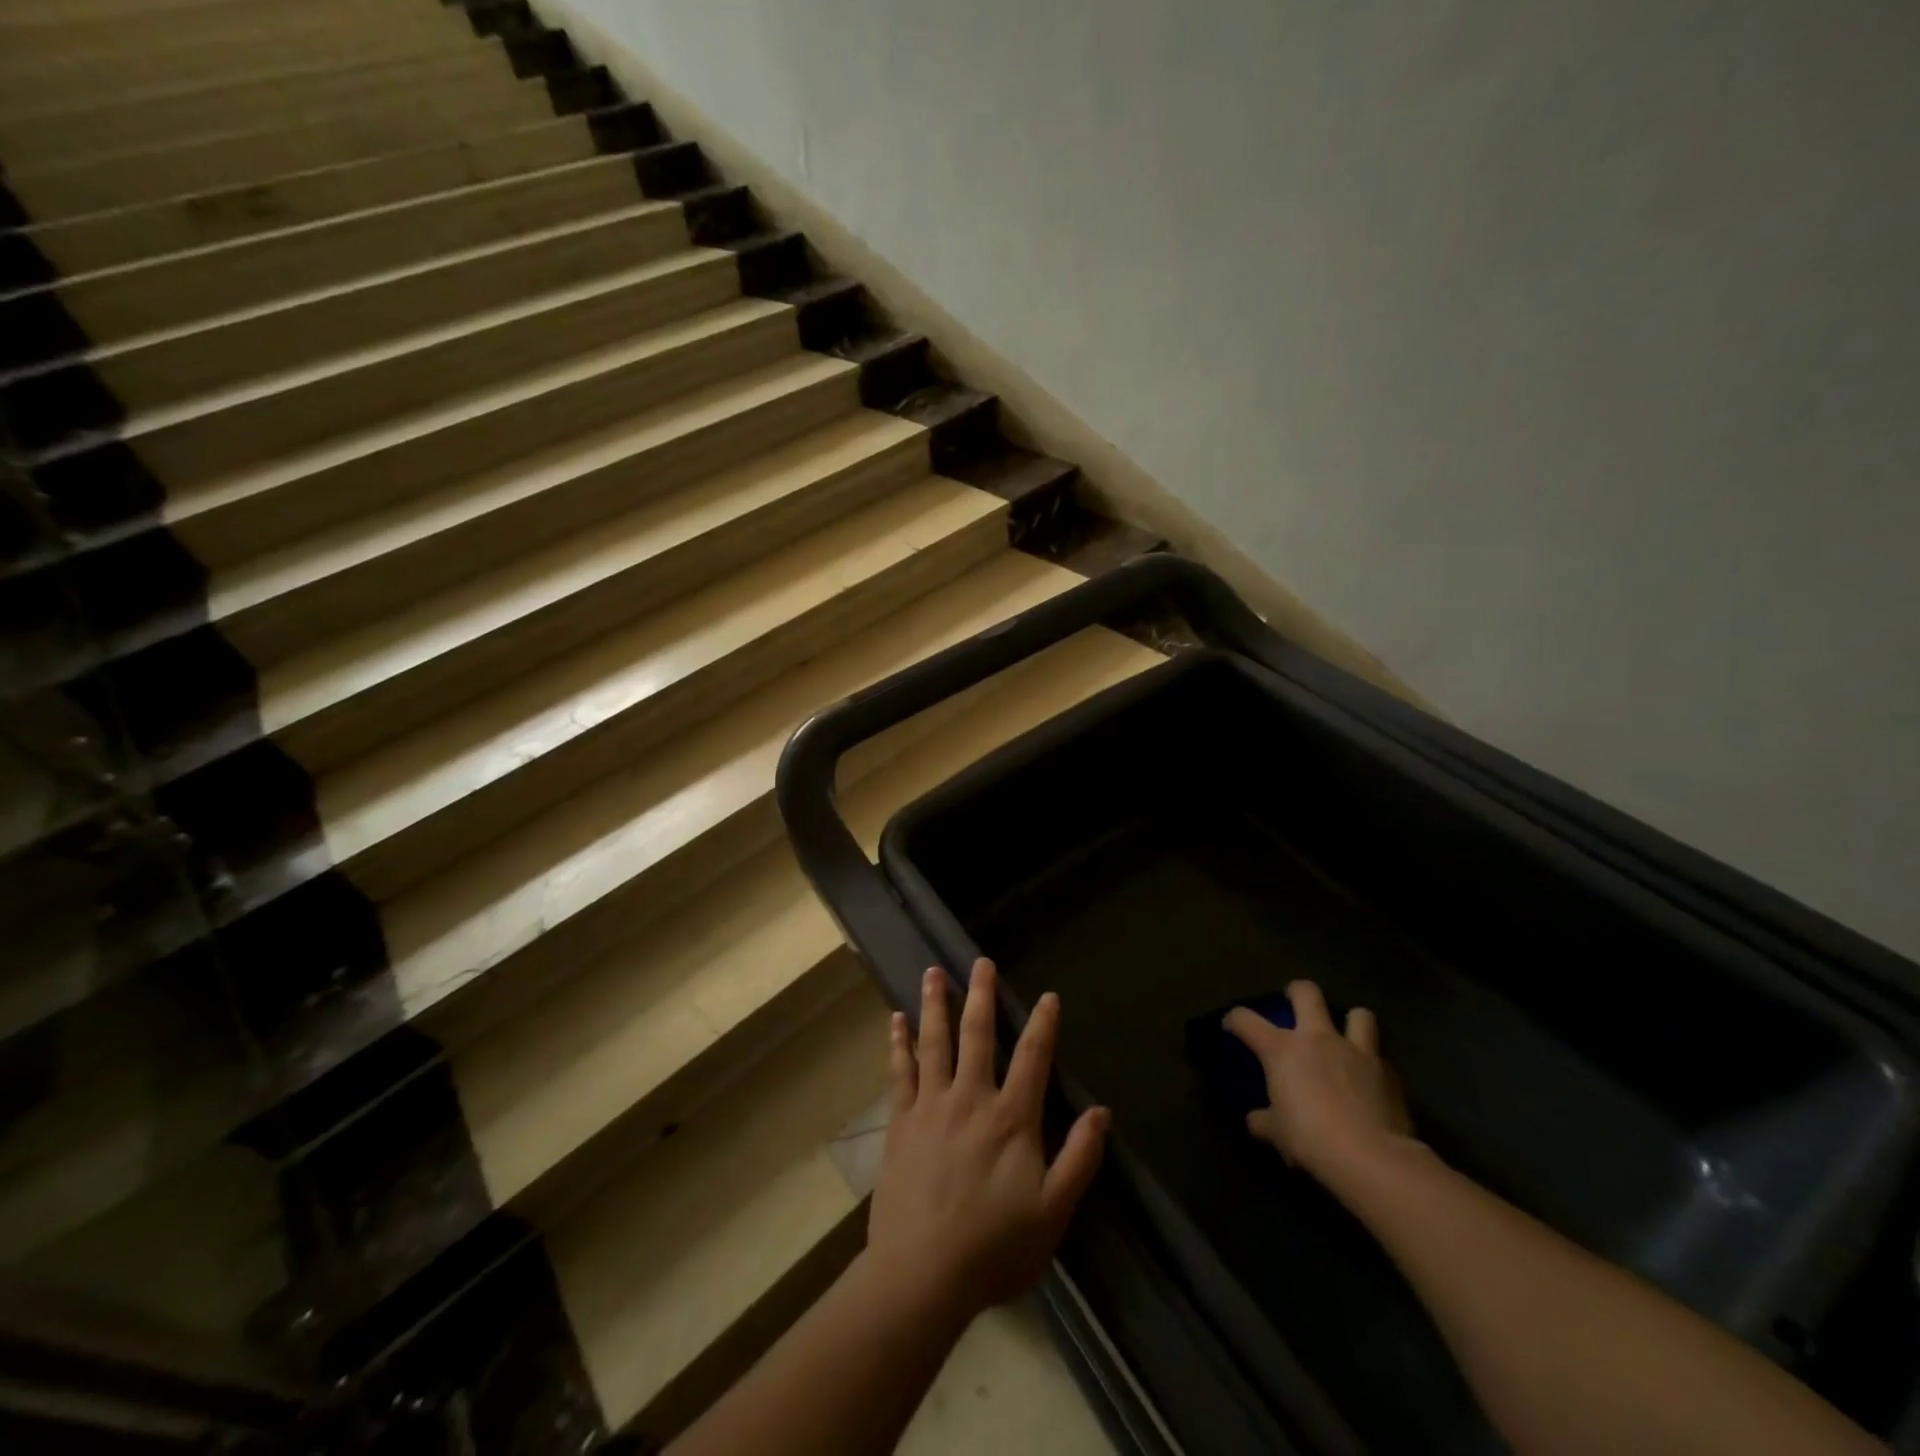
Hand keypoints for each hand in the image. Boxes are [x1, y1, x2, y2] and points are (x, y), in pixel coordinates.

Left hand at [866, 960, 1110, 1324]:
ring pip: (934, 1042)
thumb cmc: (993, 1248)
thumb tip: (1102, 1111)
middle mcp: (970, 1098)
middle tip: (981, 962)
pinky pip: (900, 1071)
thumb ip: (1079, 1159)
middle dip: (982, 995)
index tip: (1048, 995)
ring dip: (935, 1004)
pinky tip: (896, 1019)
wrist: (921, 1276)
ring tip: (934, 972)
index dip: (1043, 1024)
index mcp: (1010, 1118)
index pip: (1032, 1058)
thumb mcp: (1052, 1213)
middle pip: (978, 1035)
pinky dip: (898, 1042)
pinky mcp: (901, 1122)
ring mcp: (930, 1106)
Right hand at [1224, 980, 1415, 1185]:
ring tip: (1346, 1038)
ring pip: (1358, 1015)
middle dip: (1297, 991)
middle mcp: (1318, 1039)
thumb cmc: (1310, 1138)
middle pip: (1307, 992)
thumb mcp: (1277, 1133)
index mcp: (1282, 1049)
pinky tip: (1370, 1084)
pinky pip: (1380, 1060)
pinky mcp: (1388, 1074)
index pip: (1246, 1020)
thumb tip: (1255, 1120)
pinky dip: (1373, 1067)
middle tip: (1294, 1002)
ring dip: (1351, 1022)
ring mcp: (1356, 1052)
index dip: (1235, 1019)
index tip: (1232, 1026)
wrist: (1371, 1158)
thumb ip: (1264, 1121)